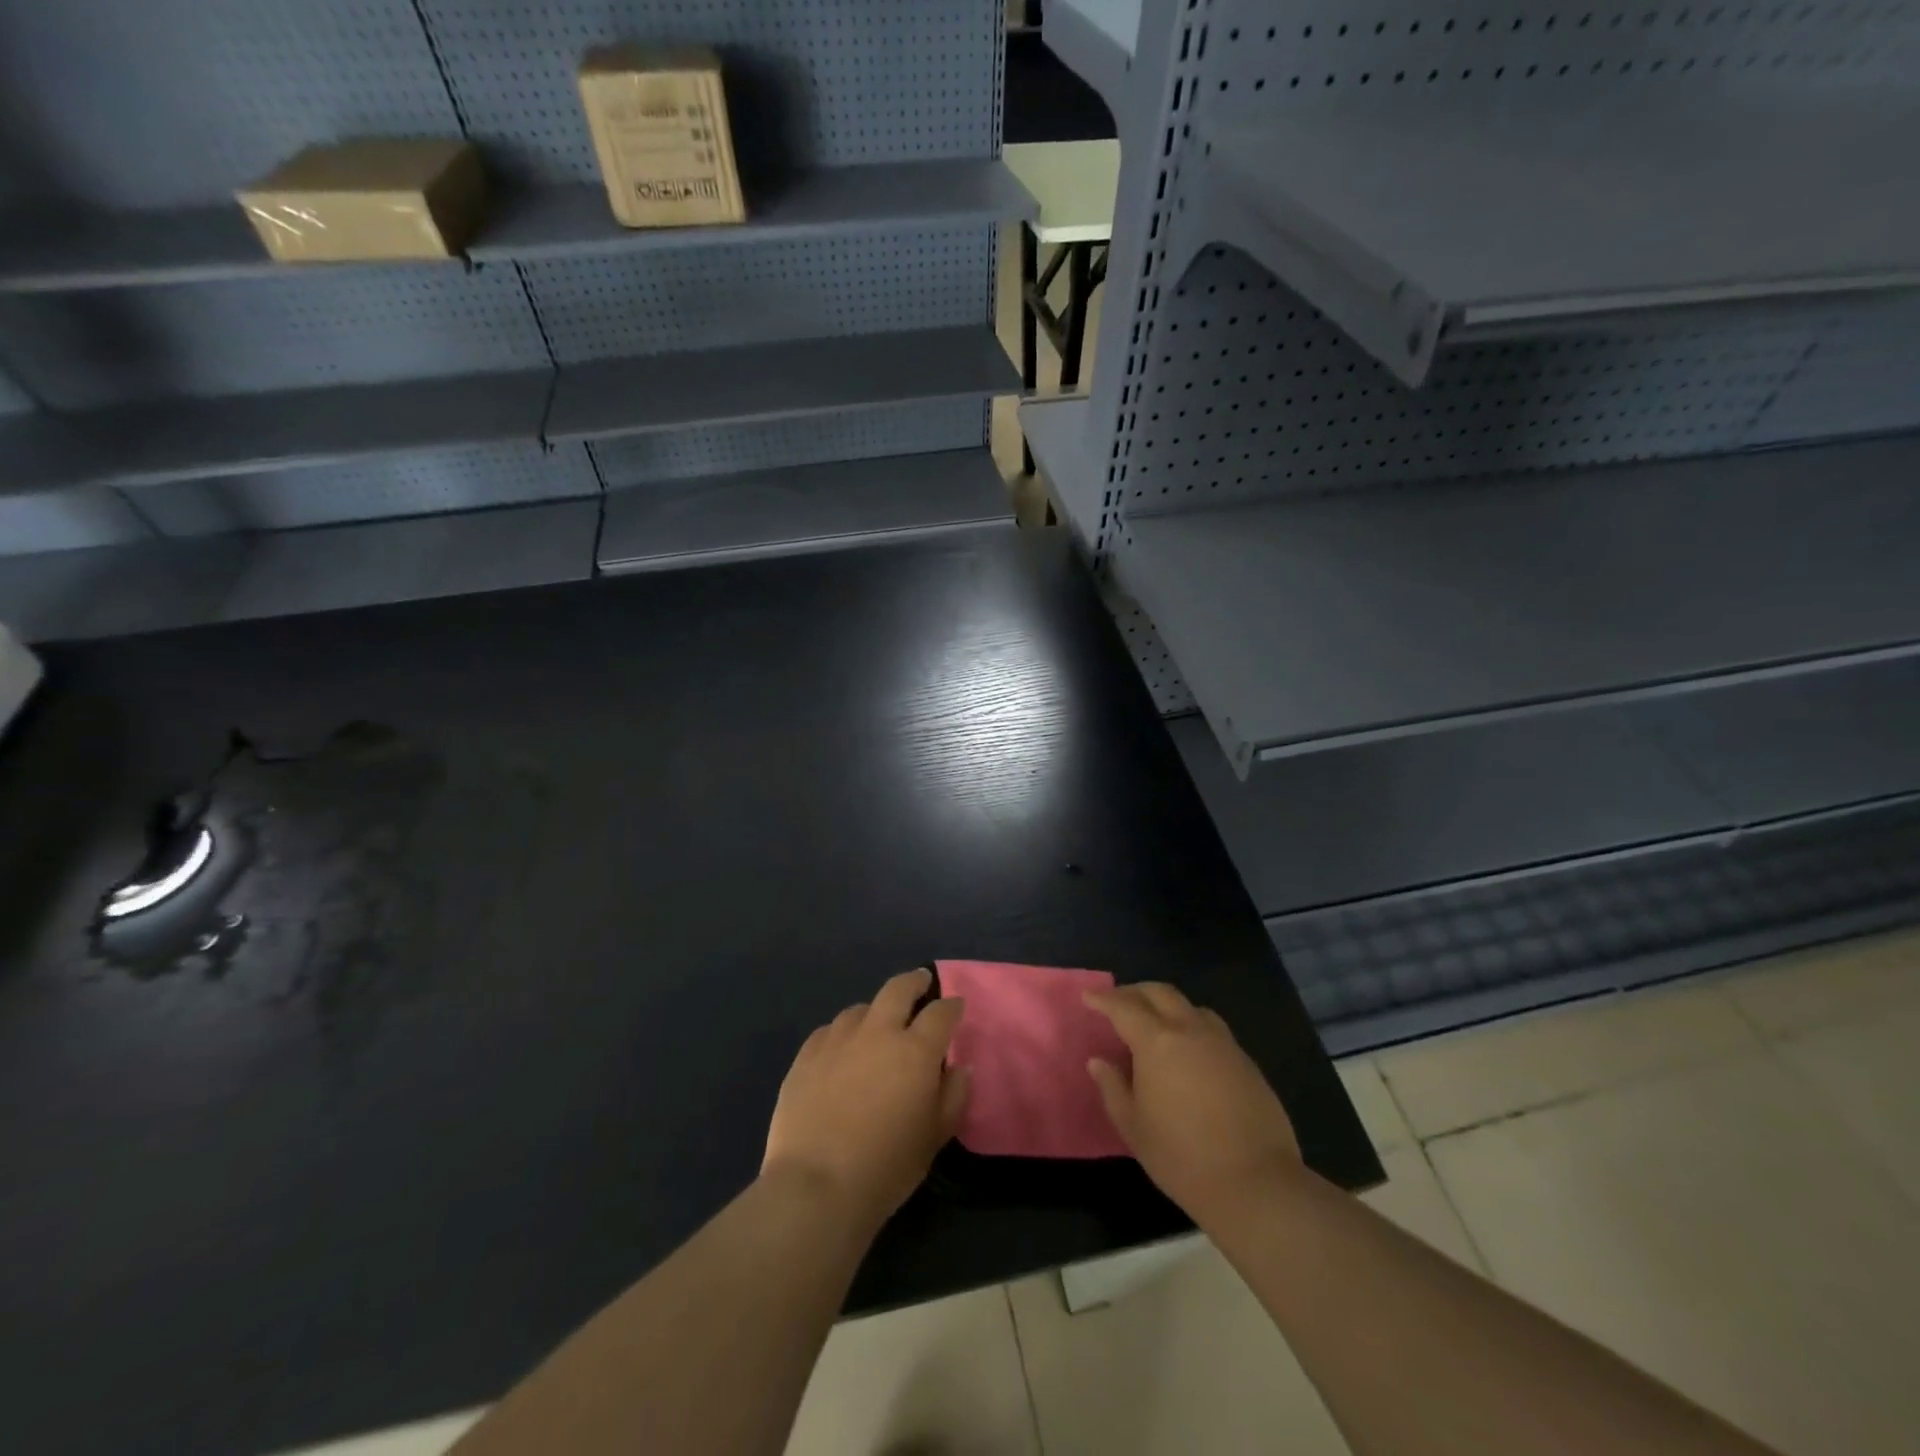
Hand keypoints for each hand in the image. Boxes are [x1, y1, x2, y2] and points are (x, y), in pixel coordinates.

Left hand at [763, 968, 969, 1229]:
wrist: (816, 1186)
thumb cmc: (886, 1166)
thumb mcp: (934, 1137)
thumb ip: (954, 1096)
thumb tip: (960, 1068)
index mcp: (915, 1050)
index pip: (940, 1012)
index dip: (951, 1005)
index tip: (955, 1006)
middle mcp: (878, 1032)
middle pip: (898, 989)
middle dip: (914, 982)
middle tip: (921, 984)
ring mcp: (837, 1040)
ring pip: (860, 1008)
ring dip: (875, 1011)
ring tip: (877, 1025)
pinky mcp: (806, 1055)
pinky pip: (829, 1030)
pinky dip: (843, 1034)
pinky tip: (841, 1050)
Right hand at [1084, 982, 1300, 1220]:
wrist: (1256, 1183)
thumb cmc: (1183, 1157)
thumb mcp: (1134, 1128)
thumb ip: (1113, 1088)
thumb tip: (1098, 1061)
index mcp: (1157, 1042)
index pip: (1124, 1007)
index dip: (1104, 1000)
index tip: (1089, 998)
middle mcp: (1190, 1031)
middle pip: (1160, 993)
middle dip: (1135, 992)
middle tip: (1118, 1002)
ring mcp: (1223, 1043)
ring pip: (1190, 1007)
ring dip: (1167, 1006)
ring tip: (1156, 1024)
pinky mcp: (1246, 1061)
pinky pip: (1212, 1029)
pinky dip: (1192, 1027)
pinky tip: (1189, 1052)